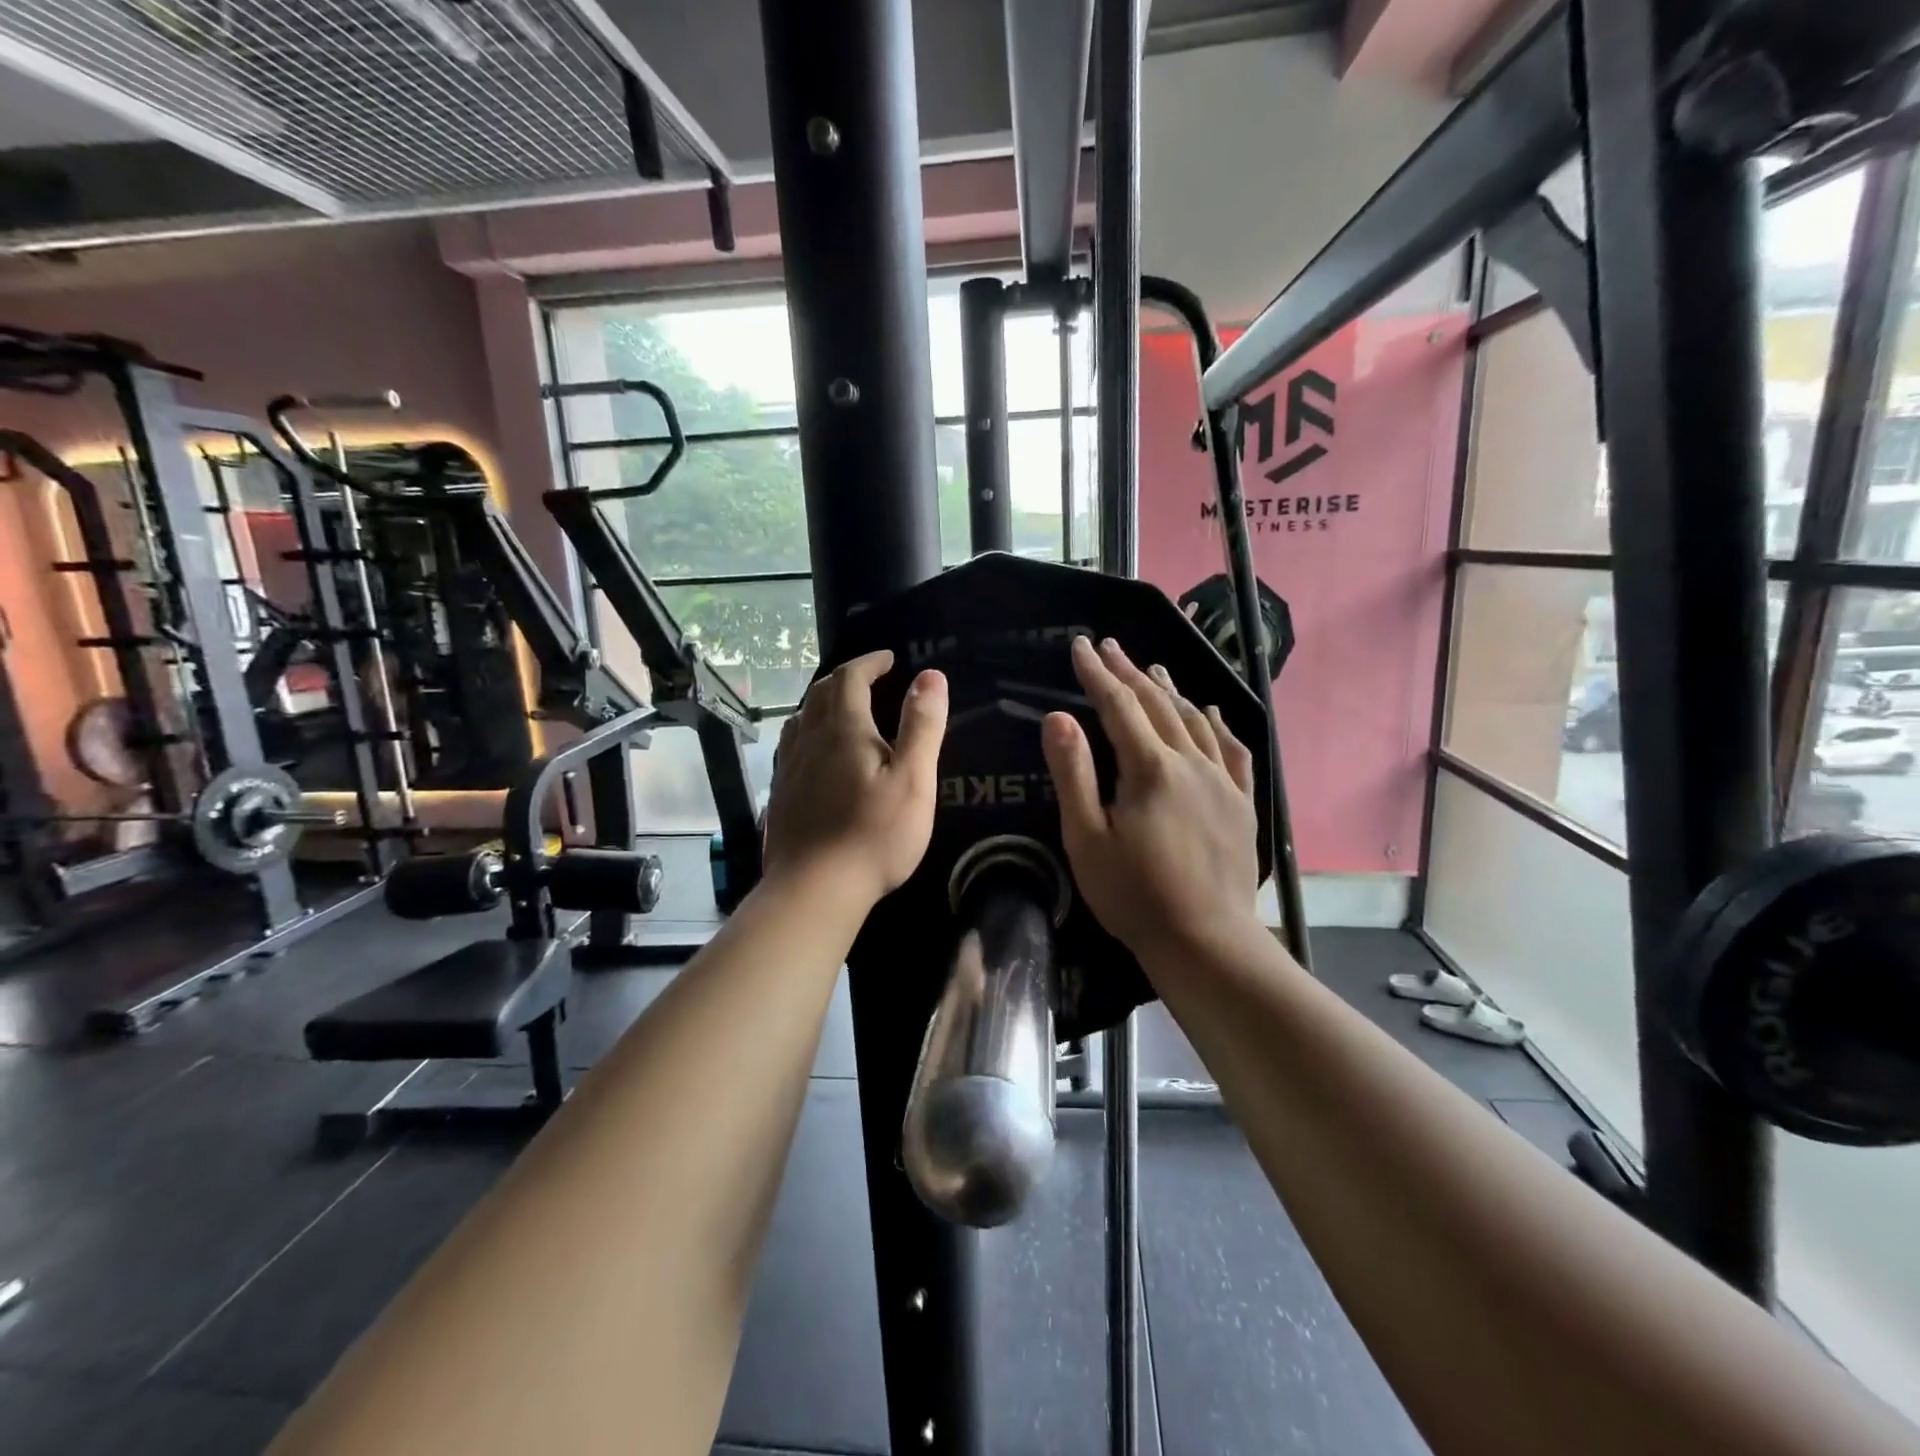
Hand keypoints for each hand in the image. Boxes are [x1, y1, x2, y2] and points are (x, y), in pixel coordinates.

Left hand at [762, 650, 948, 908]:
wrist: (814, 888)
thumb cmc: (874, 835)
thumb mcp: (913, 779)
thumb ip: (922, 726)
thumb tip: (930, 676)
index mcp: (844, 730)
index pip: (851, 678)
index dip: (870, 662)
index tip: (889, 658)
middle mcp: (810, 740)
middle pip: (821, 693)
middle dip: (847, 678)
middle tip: (870, 678)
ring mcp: (789, 768)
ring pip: (801, 719)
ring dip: (822, 702)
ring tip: (842, 708)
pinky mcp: (780, 795)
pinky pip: (791, 747)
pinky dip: (807, 732)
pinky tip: (815, 753)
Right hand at [1042, 636, 1263, 973]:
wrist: (1205, 941)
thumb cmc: (1134, 895)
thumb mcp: (1087, 838)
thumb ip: (1073, 774)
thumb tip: (1059, 717)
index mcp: (1149, 768)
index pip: (1118, 705)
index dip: (1096, 673)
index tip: (1080, 645)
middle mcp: (1191, 762)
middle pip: (1157, 704)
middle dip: (1130, 671)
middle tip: (1110, 646)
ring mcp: (1222, 781)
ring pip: (1194, 720)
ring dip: (1170, 690)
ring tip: (1153, 668)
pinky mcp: (1242, 803)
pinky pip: (1233, 750)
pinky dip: (1217, 724)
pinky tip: (1209, 713)